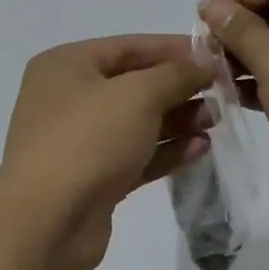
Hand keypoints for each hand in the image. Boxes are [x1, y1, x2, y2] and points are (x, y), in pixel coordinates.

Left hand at [0, 35, 214, 269]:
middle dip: (178, 88)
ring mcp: (78, 141)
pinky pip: (135, 155)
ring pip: (137, 123)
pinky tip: (201, 148)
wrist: (46, 223)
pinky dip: (166, 151)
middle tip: (221, 93)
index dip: (174, 49)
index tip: (216, 56)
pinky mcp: (93, 179)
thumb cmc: (88, 141)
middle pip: (134, 85)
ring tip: (216, 121)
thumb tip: (204, 62)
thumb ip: (176, 74)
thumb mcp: (138, 95)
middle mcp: (67, 99)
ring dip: (177, 120)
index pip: (128, 46)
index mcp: (65, 66)